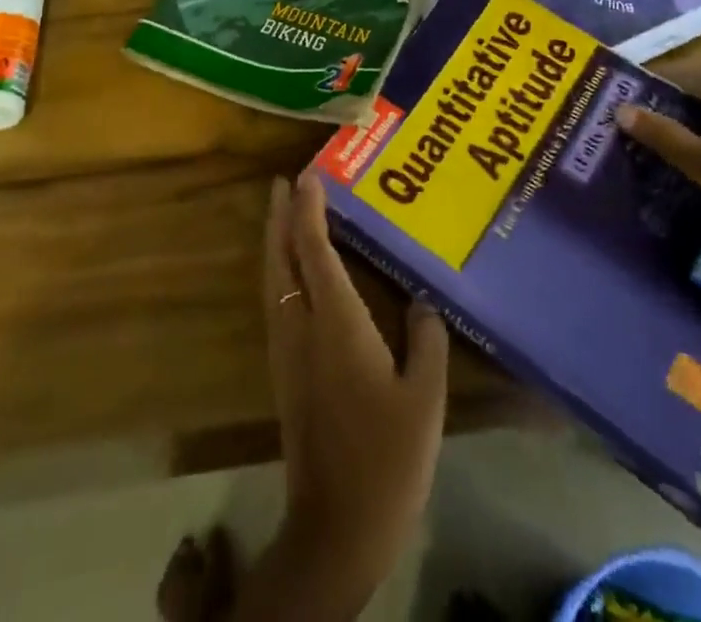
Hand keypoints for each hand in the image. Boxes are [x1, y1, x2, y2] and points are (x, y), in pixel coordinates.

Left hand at [251, 171, 447, 616]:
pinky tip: (292, 272)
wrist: (337, 526)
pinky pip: (276, 300)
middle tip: (285, 181)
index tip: (308, 175)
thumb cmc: (388, 456)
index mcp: (336, 322)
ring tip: (284, 213)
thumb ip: (427, 340)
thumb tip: (422, 300)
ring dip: (276, 240)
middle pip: (281, 257)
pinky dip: (280, 270)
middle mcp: (302, 326)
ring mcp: (287, 350)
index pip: (315, 250)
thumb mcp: (425, 397)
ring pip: (272, 279)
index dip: (309, 210)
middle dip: (281, 216)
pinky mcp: (284, 372)